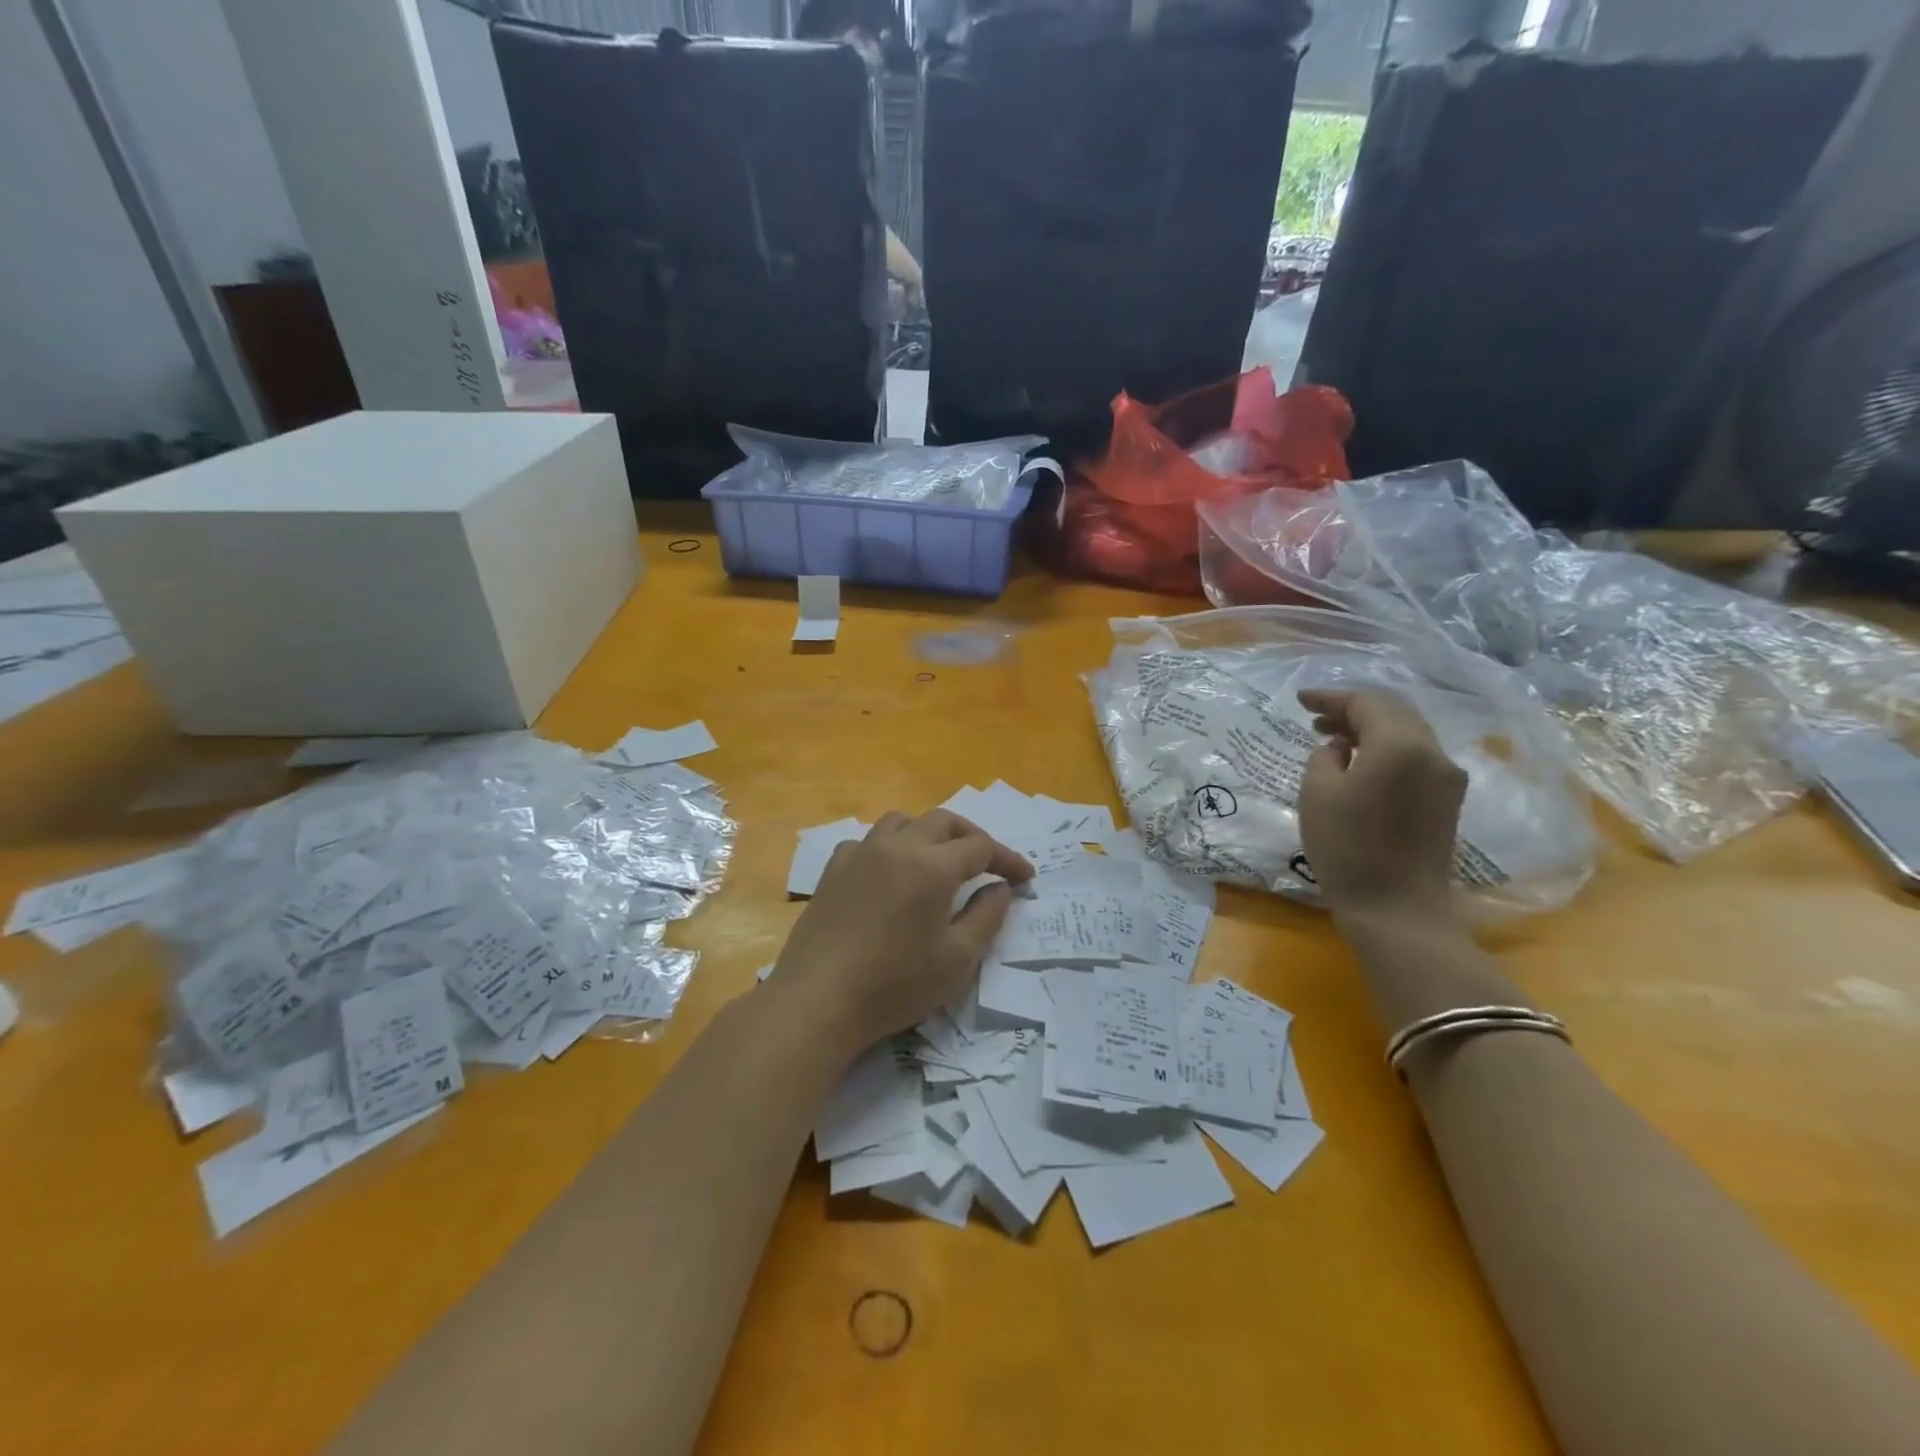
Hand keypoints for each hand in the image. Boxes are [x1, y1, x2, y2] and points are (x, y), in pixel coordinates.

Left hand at [771, 810, 1033, 1053]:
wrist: (818, 999)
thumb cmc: (895, 984)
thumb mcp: (957, 960)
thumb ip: (987, 917)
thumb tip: (1000, 889)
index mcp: (932, 866)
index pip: (981, 847)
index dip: (1008, 860)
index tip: (1025, 878)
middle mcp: (897, 846)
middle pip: (944, 821)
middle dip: (972, 837)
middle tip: (989, 864)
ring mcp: (861, 853)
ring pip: (903, 821)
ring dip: (929, 833)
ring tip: (939, 860)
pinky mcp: (834, 869)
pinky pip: (869, 841)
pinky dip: (890, 847)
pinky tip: (890, 873)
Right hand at [1297, 689, 1466, 924]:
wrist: (1397, 909)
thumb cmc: (1348, 848)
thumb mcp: (1317, 794)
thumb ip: (1325, 757)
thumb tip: (1340, 747)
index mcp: (1400, 744)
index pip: (1366, 703)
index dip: (1330, 698)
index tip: (1300, 701)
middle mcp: (1433, 752)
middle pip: (1393, 713)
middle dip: (1353, 710)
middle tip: (1316, 719)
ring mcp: (1447, 777)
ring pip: (1407, 734)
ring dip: (1370, 730)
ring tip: (1334, 741)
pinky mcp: (1448, 800)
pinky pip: (1416, 757)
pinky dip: (1386, 750)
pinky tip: (1361, 765)